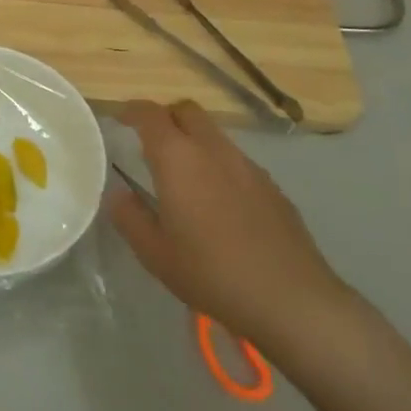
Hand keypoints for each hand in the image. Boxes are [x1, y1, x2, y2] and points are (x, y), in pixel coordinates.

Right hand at [108, 99, 347, 352]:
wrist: (292, 300)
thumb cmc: (212, 273)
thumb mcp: (154, 253)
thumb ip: (129, 216)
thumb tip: (119, 194)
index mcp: (178, 158)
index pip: (150, 114)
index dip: (131, 111)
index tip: (119, 118)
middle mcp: (213, 150)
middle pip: (187, 111)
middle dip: (166, 117)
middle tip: (150, 141)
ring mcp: (248, 166)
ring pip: (214, 134)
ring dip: (194, 141)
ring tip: (183, 175)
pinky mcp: (273, 187)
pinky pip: (236, 160)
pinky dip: (219, 165)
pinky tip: (219, 202)